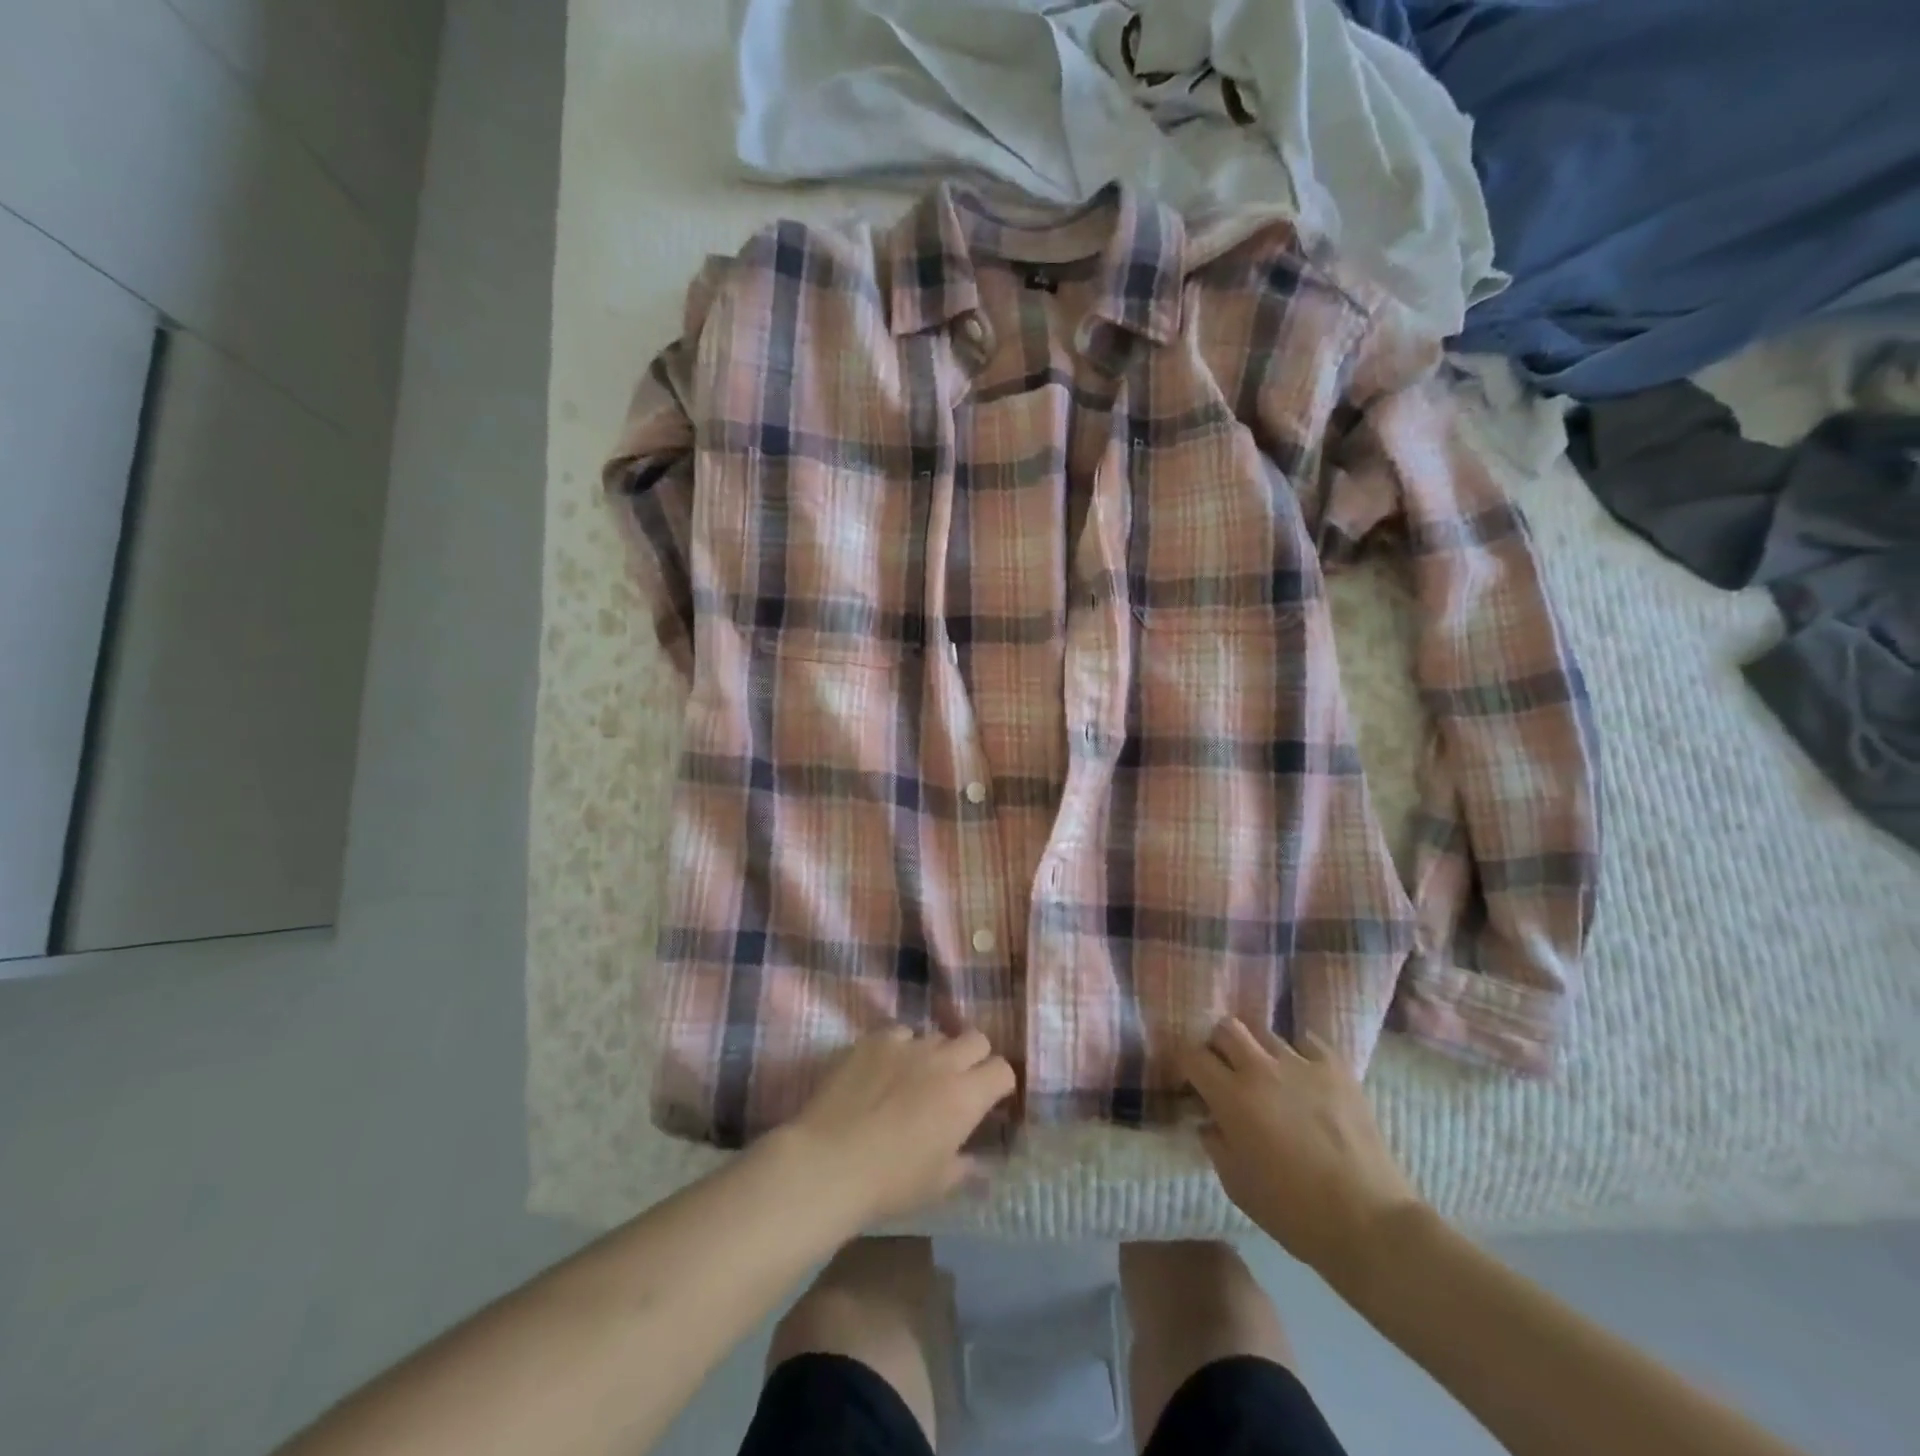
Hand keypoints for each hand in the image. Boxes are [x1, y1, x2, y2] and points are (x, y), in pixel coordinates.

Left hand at [779, 1026, 1016, 1226]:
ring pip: (935, 1035)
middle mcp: (942, 1061)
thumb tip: (978, 1160)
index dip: (999, 1085)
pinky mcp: (874, 1040)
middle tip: (958, 1084)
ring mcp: (907, 1045)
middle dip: (974, 1058)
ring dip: (934, 1054)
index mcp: (965, 1096)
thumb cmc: (890, 1182)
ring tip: (915, 1079)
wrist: (828, 1163)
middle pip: (976, 1039)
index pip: (1002, 1070)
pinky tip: (883, 1071)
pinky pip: (899, 1034)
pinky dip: (899, 1049)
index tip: (989, 1101)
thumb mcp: (937, 1185)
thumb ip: (965, 1166)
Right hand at [1178, 1019, 1423, 1287]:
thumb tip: (1208, 1119)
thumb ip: (1215, 1142)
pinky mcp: (1336, 1067)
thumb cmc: (1295, 1212)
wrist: (1370, 1222)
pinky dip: (1298, 1053)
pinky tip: (1303, 1075)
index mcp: (1231, 1097)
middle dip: (1219, 1044)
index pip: (1191, 1055)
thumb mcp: (1236, 1185)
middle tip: (1226, 1069)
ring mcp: (1301, 1063)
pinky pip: (1305, 1042)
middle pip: (1226, 1027)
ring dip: (1258, 1050)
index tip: (1191, 1079)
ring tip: (1269, 1074)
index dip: (1186, 1063)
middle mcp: (1260, 1069)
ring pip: (1265, 1032)